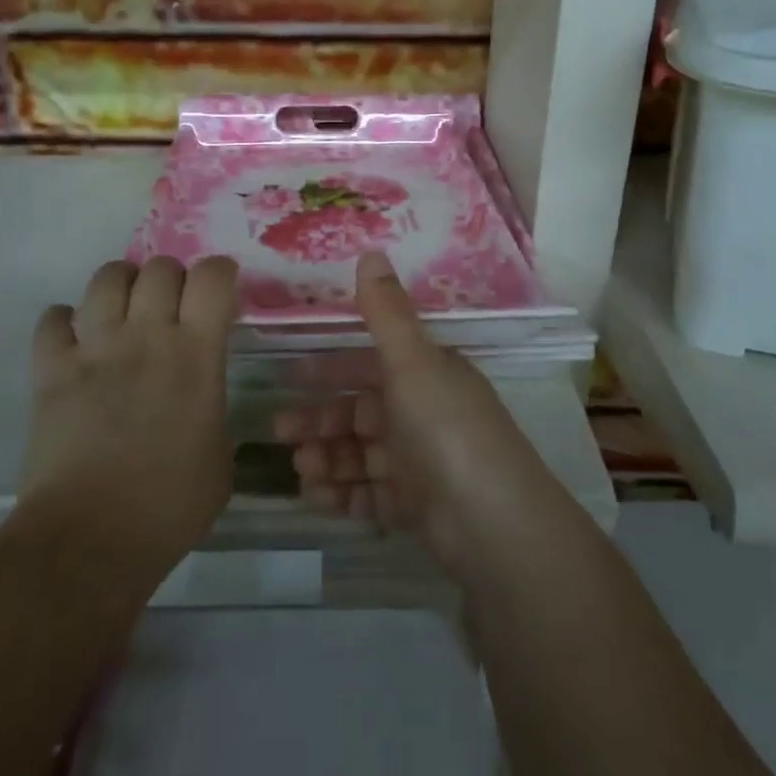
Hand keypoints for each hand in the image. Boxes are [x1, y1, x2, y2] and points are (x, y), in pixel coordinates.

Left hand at [22, 256, 239, 578]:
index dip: (220, 274)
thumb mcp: (221, 458)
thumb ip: (213, 410)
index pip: (214, 277)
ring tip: (123, 312)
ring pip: (106, 278)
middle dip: (170, 278)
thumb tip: (202, 402)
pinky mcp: (51, 369)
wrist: (90, 539)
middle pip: (160, 267)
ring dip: (120, 286)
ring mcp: (95, 348)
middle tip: (170, 308)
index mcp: (197, 354)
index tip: (218, 294)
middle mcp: (148, 336)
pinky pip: (52, 320)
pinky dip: (64, 323)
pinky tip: (74, 342)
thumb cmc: (169, 507)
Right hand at [273, 252, 563, 577]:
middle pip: (362, 413)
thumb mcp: (413, 362)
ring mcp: (423, 464)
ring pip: (363, 455)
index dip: (331, 369)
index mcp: (428, 376)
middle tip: (281, 430)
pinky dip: (344, 493)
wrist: (494, 523)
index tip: (291, 375)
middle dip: (321, 420)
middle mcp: (425, 414)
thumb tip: (370, 251)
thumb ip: (385, 312)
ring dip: (328, 457)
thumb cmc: (447, 429)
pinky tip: (316, 496)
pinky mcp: (419, 508)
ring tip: (300, 467)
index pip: (371, 365)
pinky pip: (372, 495)